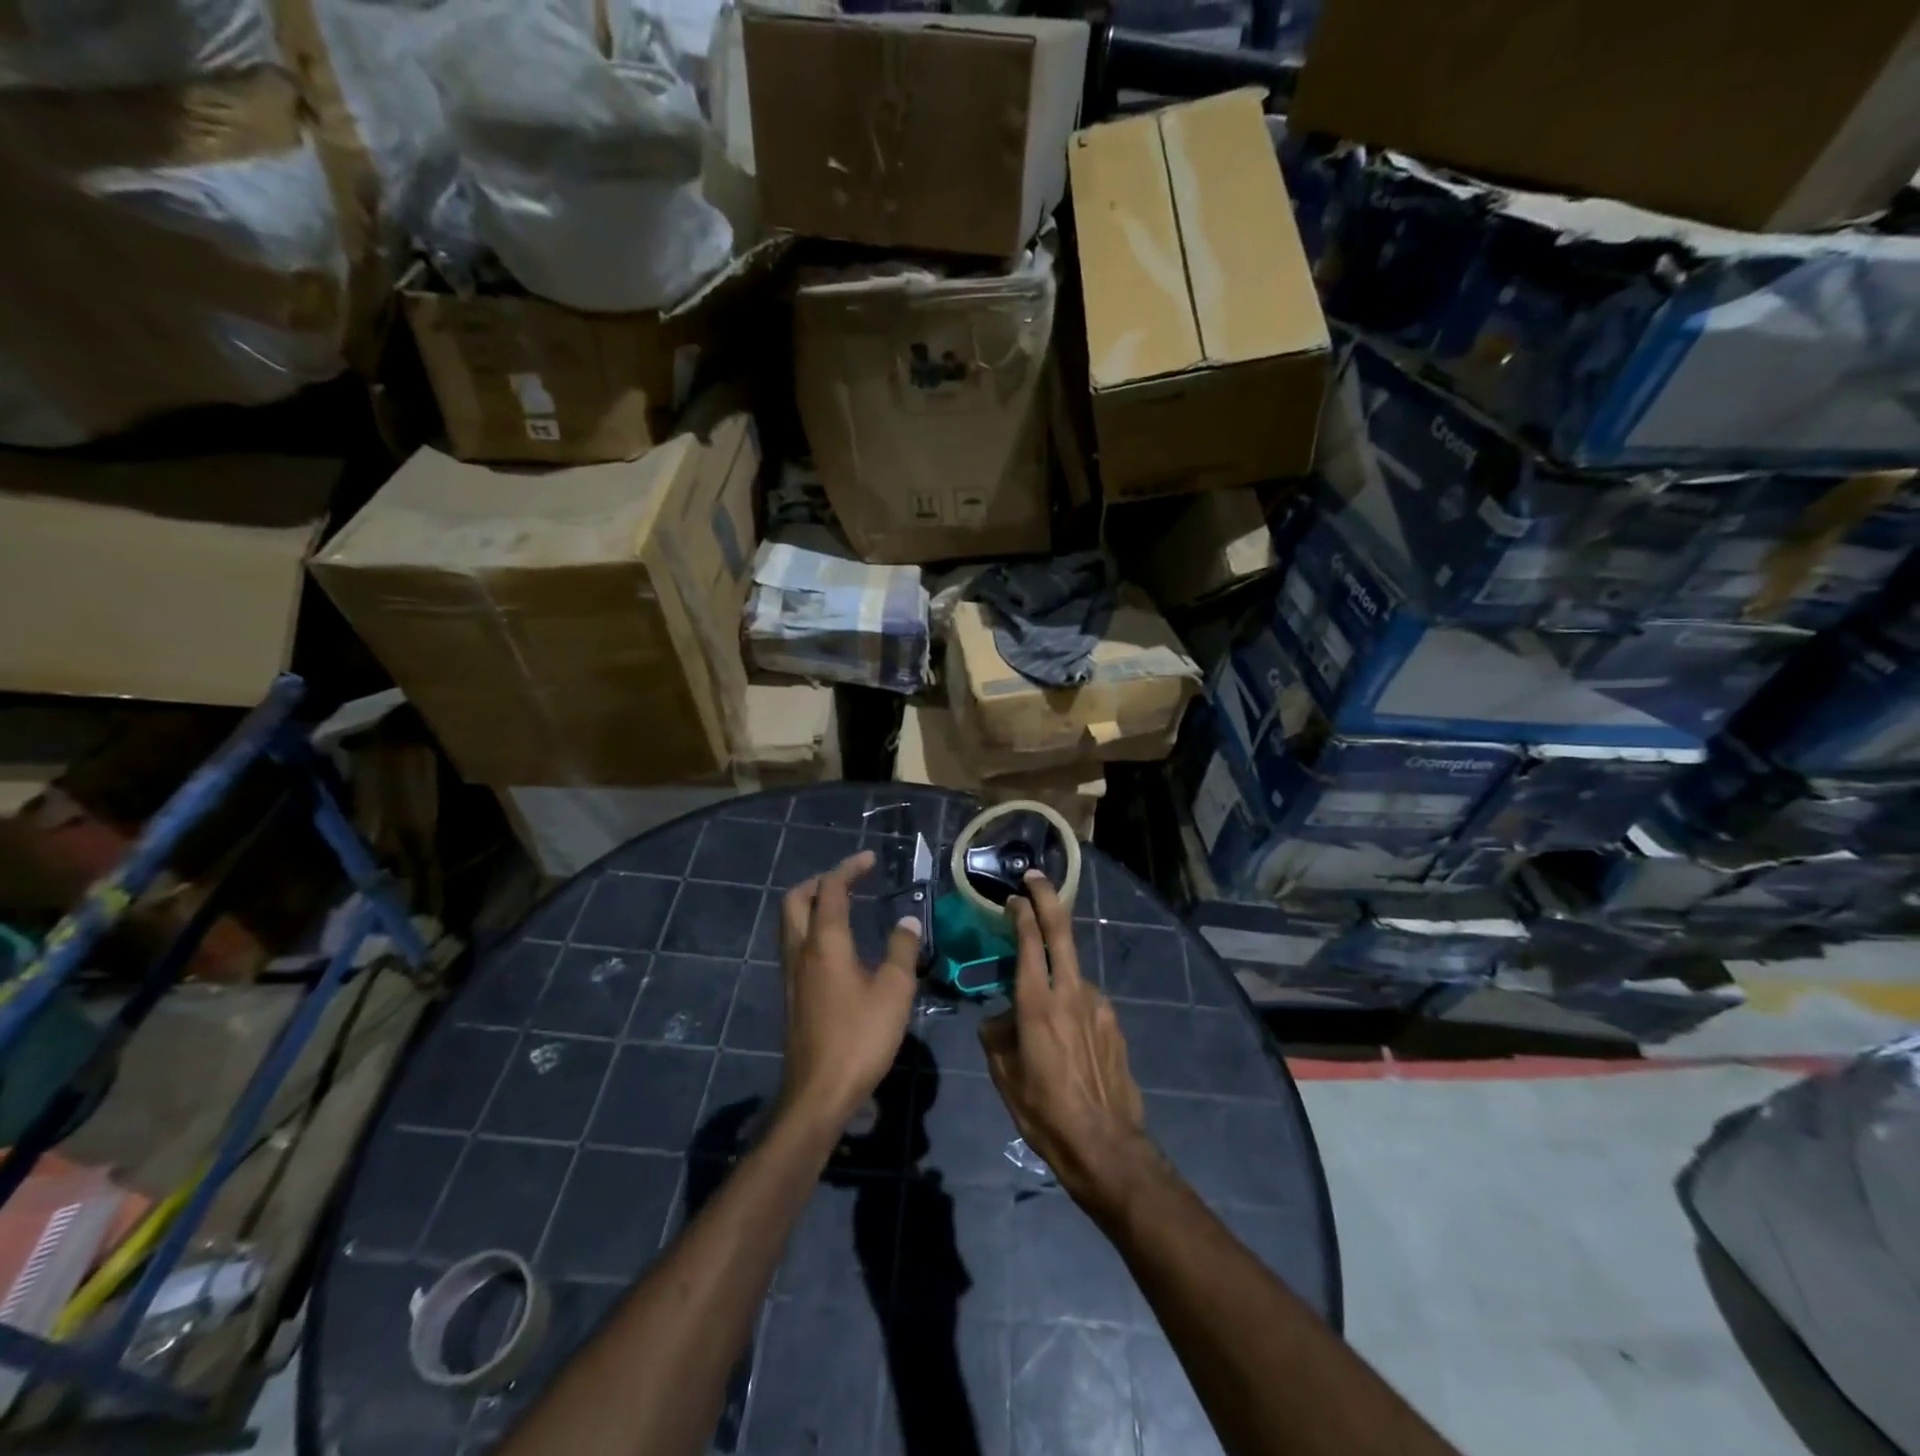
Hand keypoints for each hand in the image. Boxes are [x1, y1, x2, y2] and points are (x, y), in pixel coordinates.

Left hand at [778, 850, 919, 1129]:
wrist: (818, 1093)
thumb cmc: (860, 1037)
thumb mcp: (895, 991)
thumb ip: (902, 949)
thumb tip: (907, 920)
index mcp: (825, 942)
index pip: (831, 890)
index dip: (849, 868)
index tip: (869, 859)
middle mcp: (800, 951)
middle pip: (796, 900)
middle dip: (820, 881)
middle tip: (850, 880)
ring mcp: (791, 974)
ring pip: (791, 923)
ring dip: (813, 905)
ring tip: (844, 907)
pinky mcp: (792, 995)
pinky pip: (796, 945)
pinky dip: (812, 929)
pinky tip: (837, 947)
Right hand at [979, 872, 1154, 1219]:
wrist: (1106, 1145)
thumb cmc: (1044, 1112)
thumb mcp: (1004, 1075)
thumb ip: (997, 1035)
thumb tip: (999, 1018)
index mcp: (1037, 1003)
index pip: (1028, 941)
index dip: (1021, 912)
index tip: (1012, 897)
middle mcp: (1071, 992)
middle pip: (1060, 931)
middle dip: (1047, 898)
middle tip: (1034, 878)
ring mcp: (1098, 1005)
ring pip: (1072, 970)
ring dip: (1056, 967)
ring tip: (1041, 1003)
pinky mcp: (1114, 1022)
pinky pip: (1086, 1000)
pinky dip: (1071, 1000)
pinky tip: (1066, 1033)